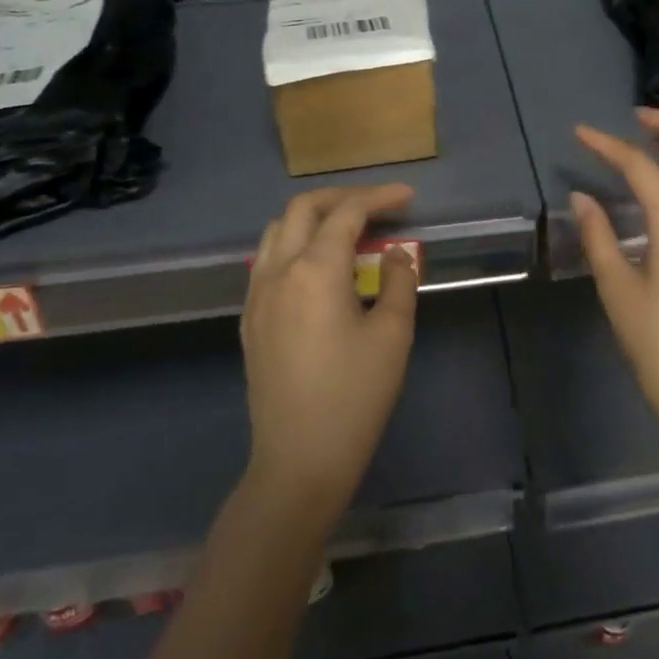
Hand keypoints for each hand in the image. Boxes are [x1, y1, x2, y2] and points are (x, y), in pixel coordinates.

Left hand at [241, 185, 418, 524]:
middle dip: (341, 198)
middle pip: (303, 209)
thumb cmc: (355, 396)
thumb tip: (396, 254)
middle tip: (377, 206)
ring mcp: (257, 296)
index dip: (379, 198)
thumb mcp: (393, 335)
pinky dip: (294, 245)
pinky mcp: (250, 320)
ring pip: (278, 231)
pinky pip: (267, 261)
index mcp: (314, 271)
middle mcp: (278, 272)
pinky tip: (319, 268)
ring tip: (348, 231)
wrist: (299, 460)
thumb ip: (399, 281)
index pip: (347, 214)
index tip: (407, 197)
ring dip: (313, 218)